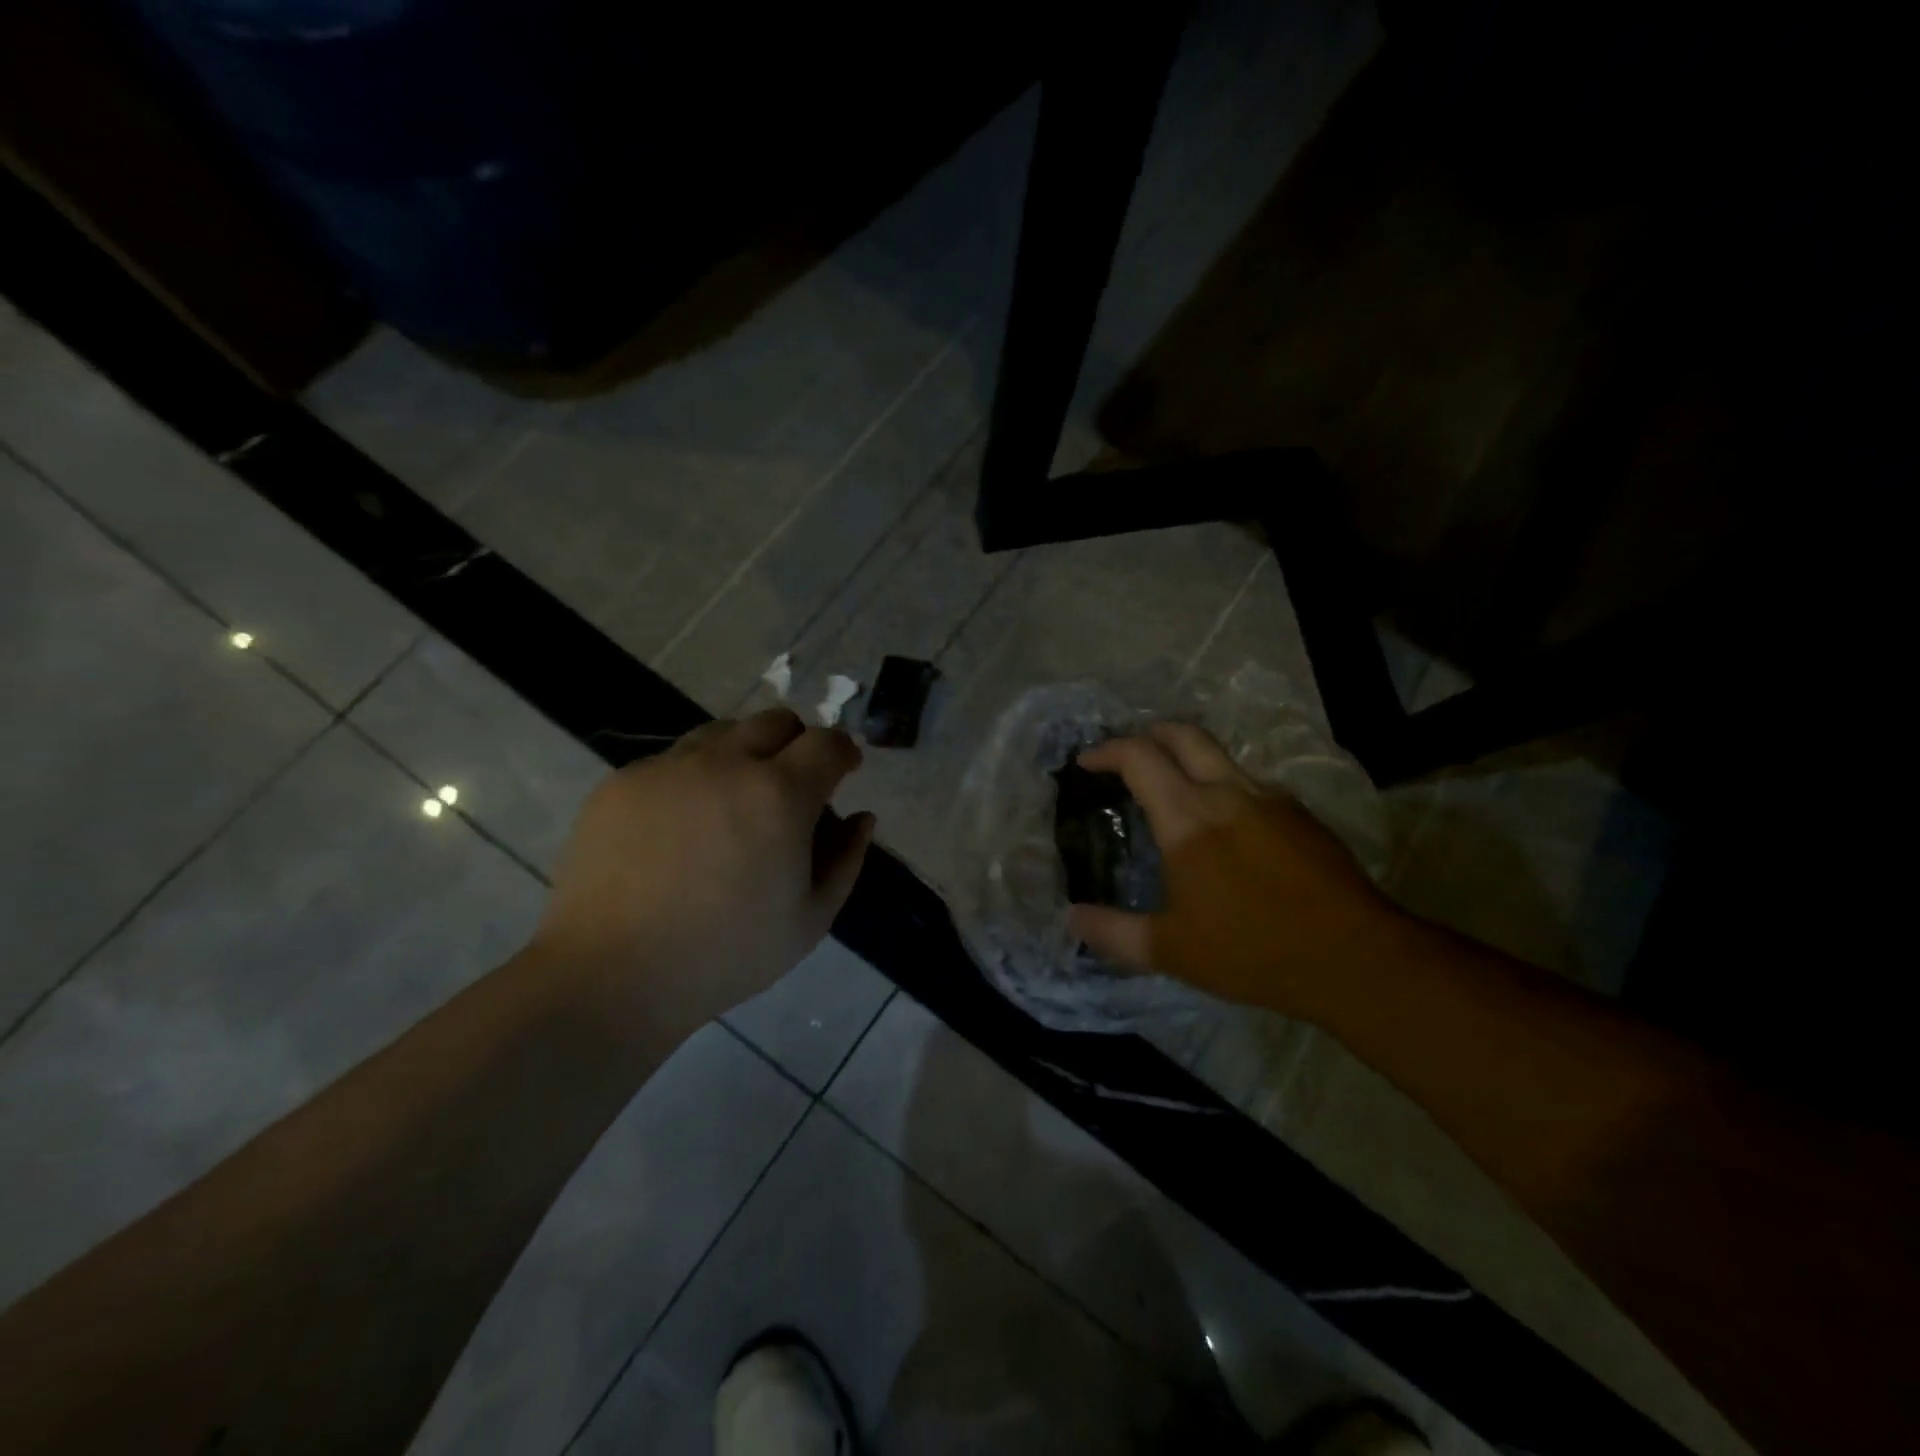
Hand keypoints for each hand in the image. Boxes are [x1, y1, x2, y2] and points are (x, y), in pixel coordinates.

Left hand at [527, 709, 874, 1042]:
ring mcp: (668, 767)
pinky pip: (674, 760)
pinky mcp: (623, 781)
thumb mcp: (810, 920)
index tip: (845, 770)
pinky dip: (695, 777)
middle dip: (797, 744)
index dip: (844, 751)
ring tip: (735, 804)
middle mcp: (726, 763)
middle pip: (776, 721)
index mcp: (779, 795)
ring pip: (722, 732)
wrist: (610, 976)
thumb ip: (845, 859)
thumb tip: (860, 817)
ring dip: (745, 754)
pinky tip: (682, 828)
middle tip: (792, 789)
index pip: (827, 742)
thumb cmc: (726, 955)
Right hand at [1069, 723, 1413, 1024]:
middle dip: (1150, 734)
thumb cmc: (1251, 950)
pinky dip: (1224, 787)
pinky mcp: (1302, 817)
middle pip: (1184, 735)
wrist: (1355, 958)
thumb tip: (1070, 919)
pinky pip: (1252, 785)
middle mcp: (1229, 793)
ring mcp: (1271, 800)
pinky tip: (1225, 827)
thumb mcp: (1171, 951)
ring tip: (1173, 790)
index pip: (1139, 757)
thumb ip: (1113, 932)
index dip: (1107, 751)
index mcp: (1188, 817)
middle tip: (1128, 753)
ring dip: (1189, 760)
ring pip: (1222, 757)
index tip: (1086, 762)